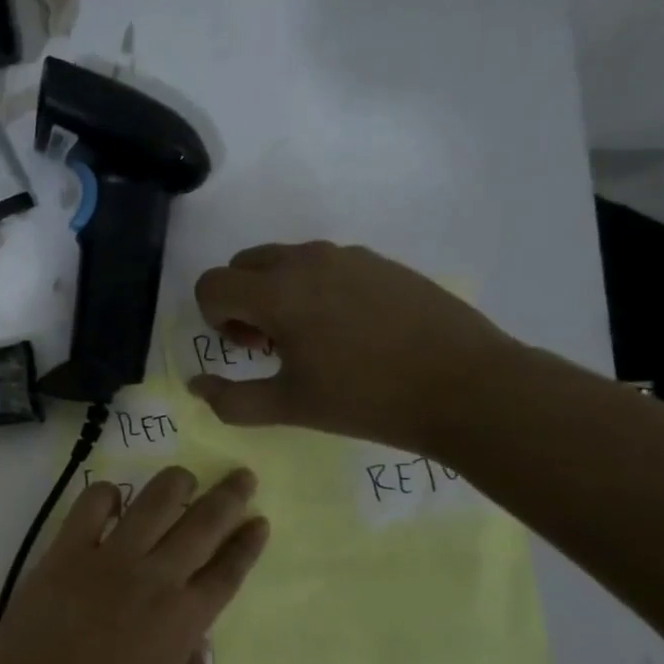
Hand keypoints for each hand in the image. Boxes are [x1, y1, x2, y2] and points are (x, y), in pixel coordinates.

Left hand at [0, 468, 269, 663]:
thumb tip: (194, 643)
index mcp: (183, 621)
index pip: (227, 571)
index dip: (247, 544)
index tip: (260, 520)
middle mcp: (152, 580)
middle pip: (200, 525)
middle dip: (227, 498)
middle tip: (241, 476)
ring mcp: (106, 561)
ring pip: (151, 504)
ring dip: (174, 484)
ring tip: (184, 476)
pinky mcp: (64, 554)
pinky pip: (89, 508)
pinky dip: (106, 495)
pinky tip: (114, 497)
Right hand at [189, 241, 515, 453]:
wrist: (466, 386)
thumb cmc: (366, 399)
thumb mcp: (288, 408)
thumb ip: (230, 399)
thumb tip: (197, 385)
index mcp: (277, 292)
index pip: (211, 285)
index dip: (214, 319)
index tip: (247, 350)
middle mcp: (306, 260)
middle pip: (243, 264)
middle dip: (241, 301)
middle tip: (270, 344)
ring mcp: (348, 256)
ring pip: (285, 261)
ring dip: (277, 293)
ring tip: (313, 340)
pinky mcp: (381, 262)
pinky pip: (324, 265)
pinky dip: (315, 289)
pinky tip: (351, 331)